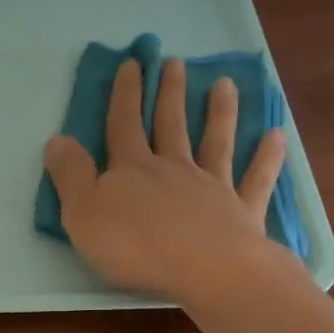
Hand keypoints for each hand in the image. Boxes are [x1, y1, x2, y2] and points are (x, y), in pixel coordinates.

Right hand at [43, 56, 289, 305]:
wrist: (204, 270)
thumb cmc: (135, 247)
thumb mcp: (83, 214)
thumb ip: (70, 176)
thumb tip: (57, 139)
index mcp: (133, 169)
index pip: (124, 124)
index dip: (125, 94)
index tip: (131, 64)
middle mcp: (174, 169)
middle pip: (171, 124)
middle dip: (170, 93)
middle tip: (176, 62)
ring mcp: (212, 187)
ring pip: (216, 141)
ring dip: (219, 112)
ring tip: (225, 84)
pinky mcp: (242, 211)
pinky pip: (256, 179)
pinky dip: (267, 157)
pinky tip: (276, 136)